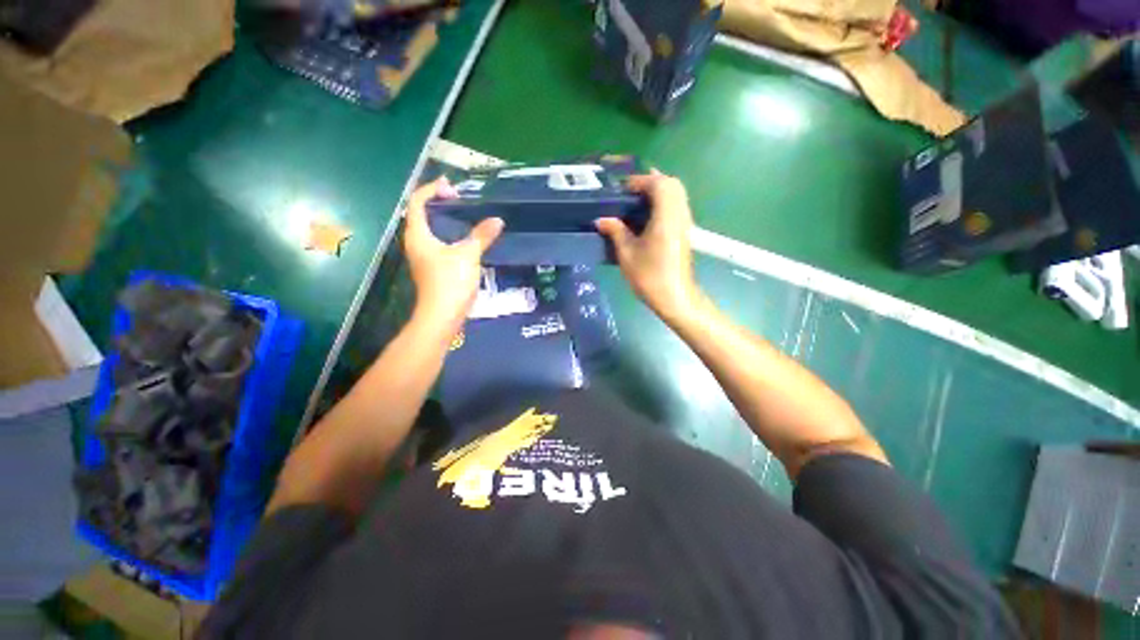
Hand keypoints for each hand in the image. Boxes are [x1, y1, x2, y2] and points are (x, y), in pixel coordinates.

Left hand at [403, 178, 503, 330]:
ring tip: (463, 213)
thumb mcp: (468, 255)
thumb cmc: (450, 282)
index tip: (451, 186)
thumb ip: (482, 236)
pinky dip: (448, 233)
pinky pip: (437, 242)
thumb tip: (497, 220)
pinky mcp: (432, 267)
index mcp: (418, 235)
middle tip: (458, 198)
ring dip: (443, 218)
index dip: (432, 189)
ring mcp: (423, 257)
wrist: (442, 316)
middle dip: (437, 202)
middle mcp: (416, 243)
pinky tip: (464, 238)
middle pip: (421, 214)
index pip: (417, 202)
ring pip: (430, 229)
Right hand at [595, 170, 702, 323]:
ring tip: (636, 201)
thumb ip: (615, 231)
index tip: (622, 189)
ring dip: (658, 191)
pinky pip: (676, 206)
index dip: (639, 181)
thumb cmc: (649, 277)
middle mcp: (680, 214)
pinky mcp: (684, 232)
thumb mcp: (627, 254)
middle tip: (630, 192)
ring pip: (676, 194)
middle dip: (651, 182)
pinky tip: (647, 215)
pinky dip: (663, 202)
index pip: (658, 184)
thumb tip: (601, 219)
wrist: (674, 297)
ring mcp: (685, 223)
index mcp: (666, 217)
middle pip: (671, 184)